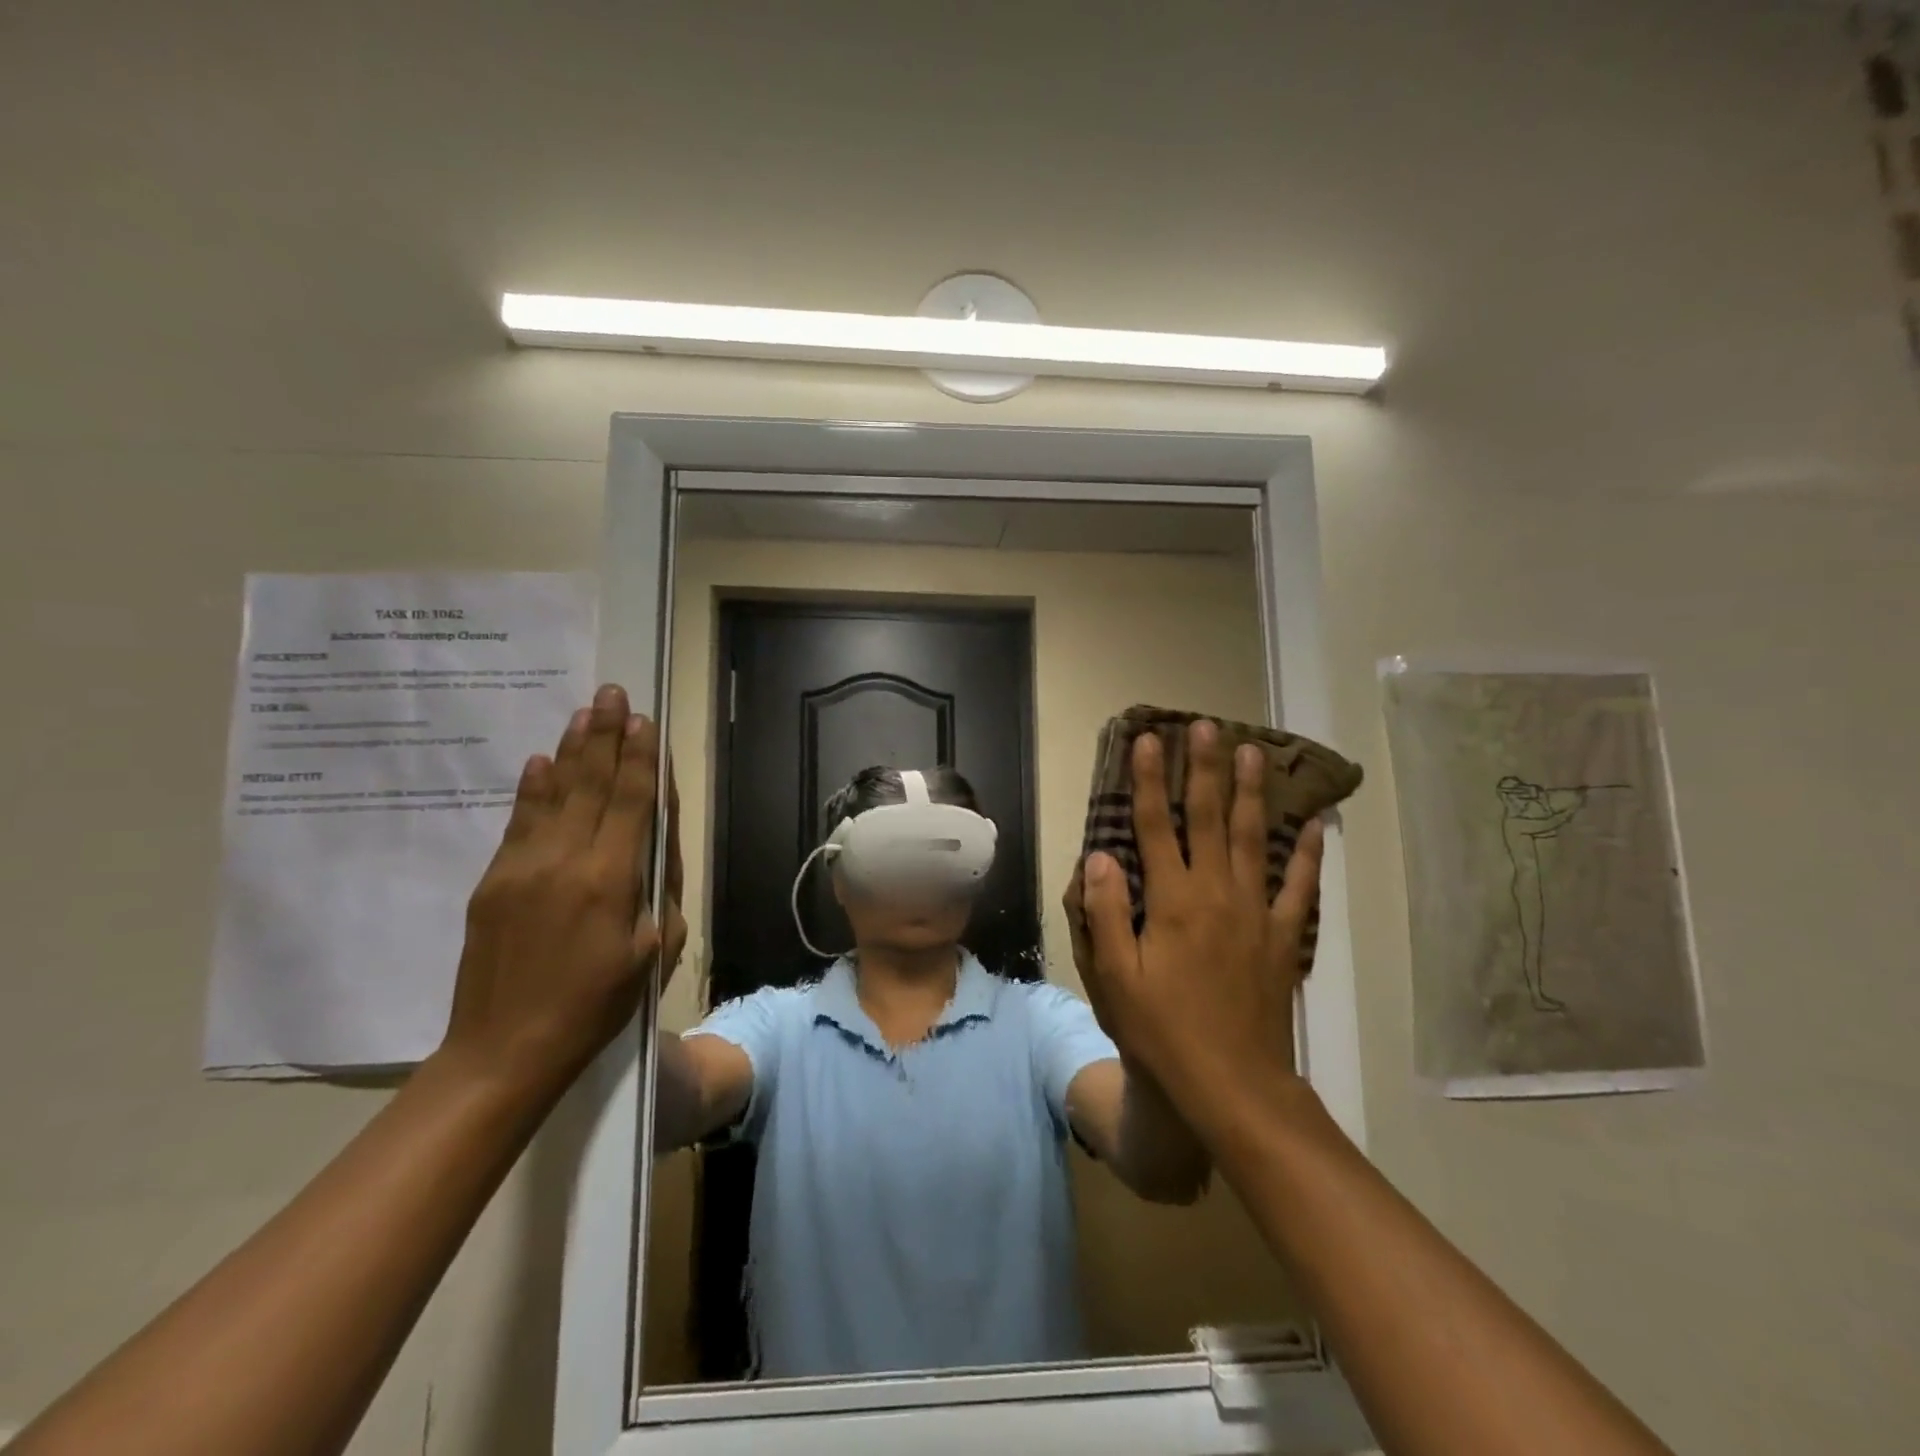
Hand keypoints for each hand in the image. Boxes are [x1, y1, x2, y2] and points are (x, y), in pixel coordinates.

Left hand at [439, 684, 682, 1093]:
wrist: (505, 1049)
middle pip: (591, 784)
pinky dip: (533, 789)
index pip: (632, 801)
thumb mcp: (654, 950)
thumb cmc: (598, 1004)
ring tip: (585, 712)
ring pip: (553, 794)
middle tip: (612, 692)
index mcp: (611, 879)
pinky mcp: (493, 881)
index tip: (645, 720)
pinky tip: (541, 762)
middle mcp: (565, 860)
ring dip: (571, 751)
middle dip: (606, 735)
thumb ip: (660, 888)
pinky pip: (518, 822)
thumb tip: (657, 836)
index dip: (640, 758)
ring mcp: (522, 867)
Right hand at [1076, 720, 1324, 1115]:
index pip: (1156, 825)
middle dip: (1204, 768)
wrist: (1234, 1085)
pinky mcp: (1284, 938)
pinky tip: (1315, 824)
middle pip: (1209, 817)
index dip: (1150, 779)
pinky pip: (1299, 887)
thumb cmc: (1163, 1031)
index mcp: (1172, 900)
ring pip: (1254, 838)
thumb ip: (1106, 912)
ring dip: (1251, 792)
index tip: (1147, 740)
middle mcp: (1216, 893)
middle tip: (1207, 725)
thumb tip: (1099, 856)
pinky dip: (1307, 854)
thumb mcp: (1115, 977)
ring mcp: (1256, 913)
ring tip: (1252, 752)